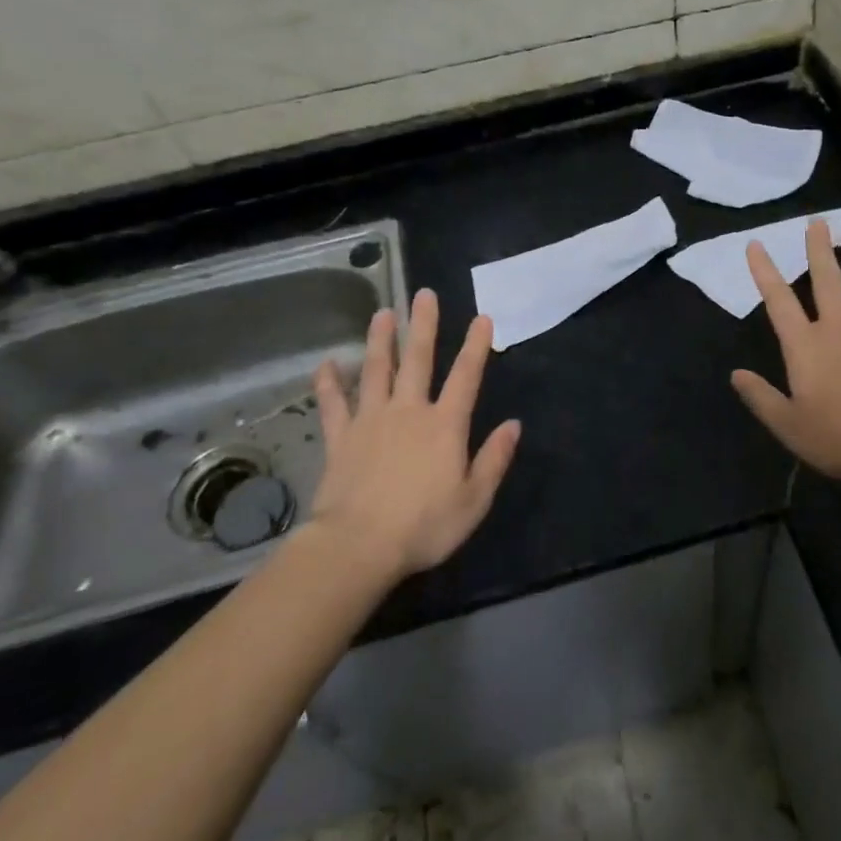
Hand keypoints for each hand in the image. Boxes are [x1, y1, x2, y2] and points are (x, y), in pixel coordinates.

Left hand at [309, 289, 520, 579]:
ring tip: (382, 313)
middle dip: (424, 325)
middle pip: (418, 360)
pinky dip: (329, 384)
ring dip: (380, 340)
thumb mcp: (474, 500)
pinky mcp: (341, 439)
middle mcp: (408, 412)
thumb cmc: (424, 526)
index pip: (466, 377)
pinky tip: (326, 364)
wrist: (358, 547)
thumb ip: (494, 459)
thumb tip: (514, 425)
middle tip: (424, 294)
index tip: (482, 317)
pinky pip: (333, 405)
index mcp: (444, 425)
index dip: (476, 346)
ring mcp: (371, 421)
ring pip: (376, 371)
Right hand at [730, 221, 840, 491]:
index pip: (778, 300)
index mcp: (805, 346)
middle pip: (826, 280)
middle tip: (817, 222)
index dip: (764, 270)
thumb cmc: (839, 437)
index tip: (756, 244)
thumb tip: (736, 374)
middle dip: (819, 249)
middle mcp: (837, 328)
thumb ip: (760, 397)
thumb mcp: (788, 425)